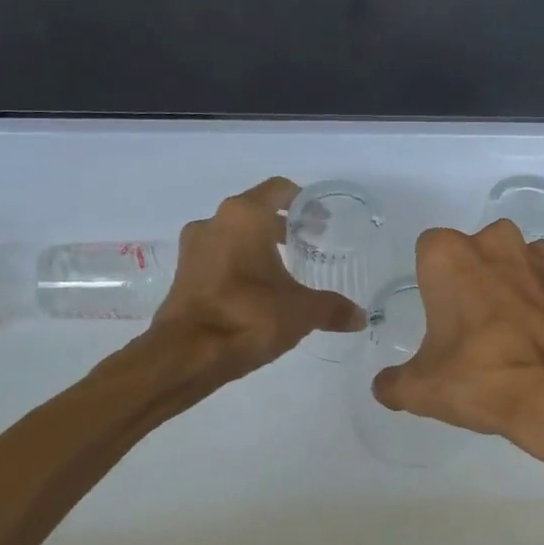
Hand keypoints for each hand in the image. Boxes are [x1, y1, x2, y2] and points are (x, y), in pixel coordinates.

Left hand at [150, 177, 363, 376]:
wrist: (187, 354)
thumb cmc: (248, 316)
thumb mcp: (301, 311)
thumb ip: (332, 308)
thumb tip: (360, 317)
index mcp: (244, 216)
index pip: (278, 190)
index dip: (303, 201)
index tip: (320, 220)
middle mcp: (214, 222)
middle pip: (254, 211)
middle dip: (281, 226)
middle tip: (308, 244)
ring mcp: (193, 247)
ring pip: (233, 234)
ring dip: (257, 246)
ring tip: (283, 269)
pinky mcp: (182, 273)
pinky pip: (217, 256)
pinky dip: (238, 264)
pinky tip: (257, 290)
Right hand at [371, 221, 543, 448]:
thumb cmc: (485, 379)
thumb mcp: (422, 390)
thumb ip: (394, 382)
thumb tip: (384, 386)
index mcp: (449, 256)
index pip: (429, 252)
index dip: (434, 283)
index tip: (442, 317)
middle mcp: (497, 241)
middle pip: (478, 253)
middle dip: (478, 280)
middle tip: (480, 329)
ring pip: (522, 263)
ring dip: (519, 288)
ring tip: (523, 336)